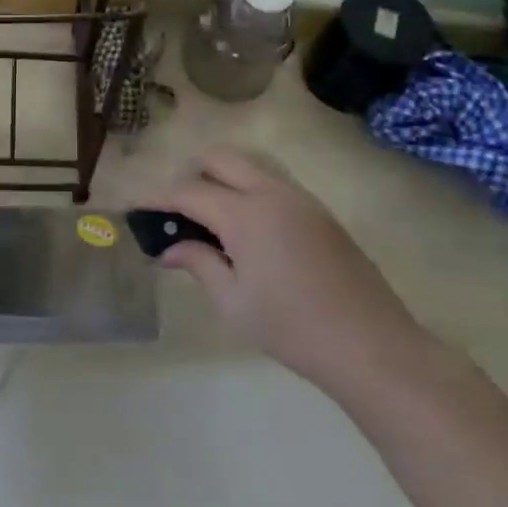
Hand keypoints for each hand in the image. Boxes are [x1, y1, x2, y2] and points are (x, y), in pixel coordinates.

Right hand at [153, 150, 428, 397]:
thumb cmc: (292, 329)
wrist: (372, 347)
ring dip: (222, 178)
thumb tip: (169, 248)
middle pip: (221, 159)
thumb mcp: (233, 302)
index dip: (157, 197)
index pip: (188, 191)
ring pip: (251, 165)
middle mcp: (273, 193)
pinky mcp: (321, 213)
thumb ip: (198, 263)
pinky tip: (245, 229)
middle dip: (190, 174)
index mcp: (246, 214)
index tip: (134, 206)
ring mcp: (302, 199)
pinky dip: (248, 190)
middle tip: (175, 210)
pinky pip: (274, 183)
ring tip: (208, 218)